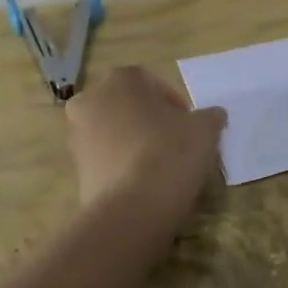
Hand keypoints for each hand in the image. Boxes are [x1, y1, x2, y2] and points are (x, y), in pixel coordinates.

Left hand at [65, 66, 226, 218]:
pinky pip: (105, 159)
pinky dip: (122, 166)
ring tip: (160, 168)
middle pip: (130, 107)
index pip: (155, 84)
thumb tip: (212, 116)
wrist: (132, 209)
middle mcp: (91, 99)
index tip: (190, 128)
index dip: (176, 106)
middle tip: (175, 145)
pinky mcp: (75, 168)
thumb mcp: (205, 129)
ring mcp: (77, 134)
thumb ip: (210, 116)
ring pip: (114, 132)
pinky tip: (142, 185)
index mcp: (122, 79)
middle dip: (150, 122)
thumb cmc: (169, 153)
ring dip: (134, 144)